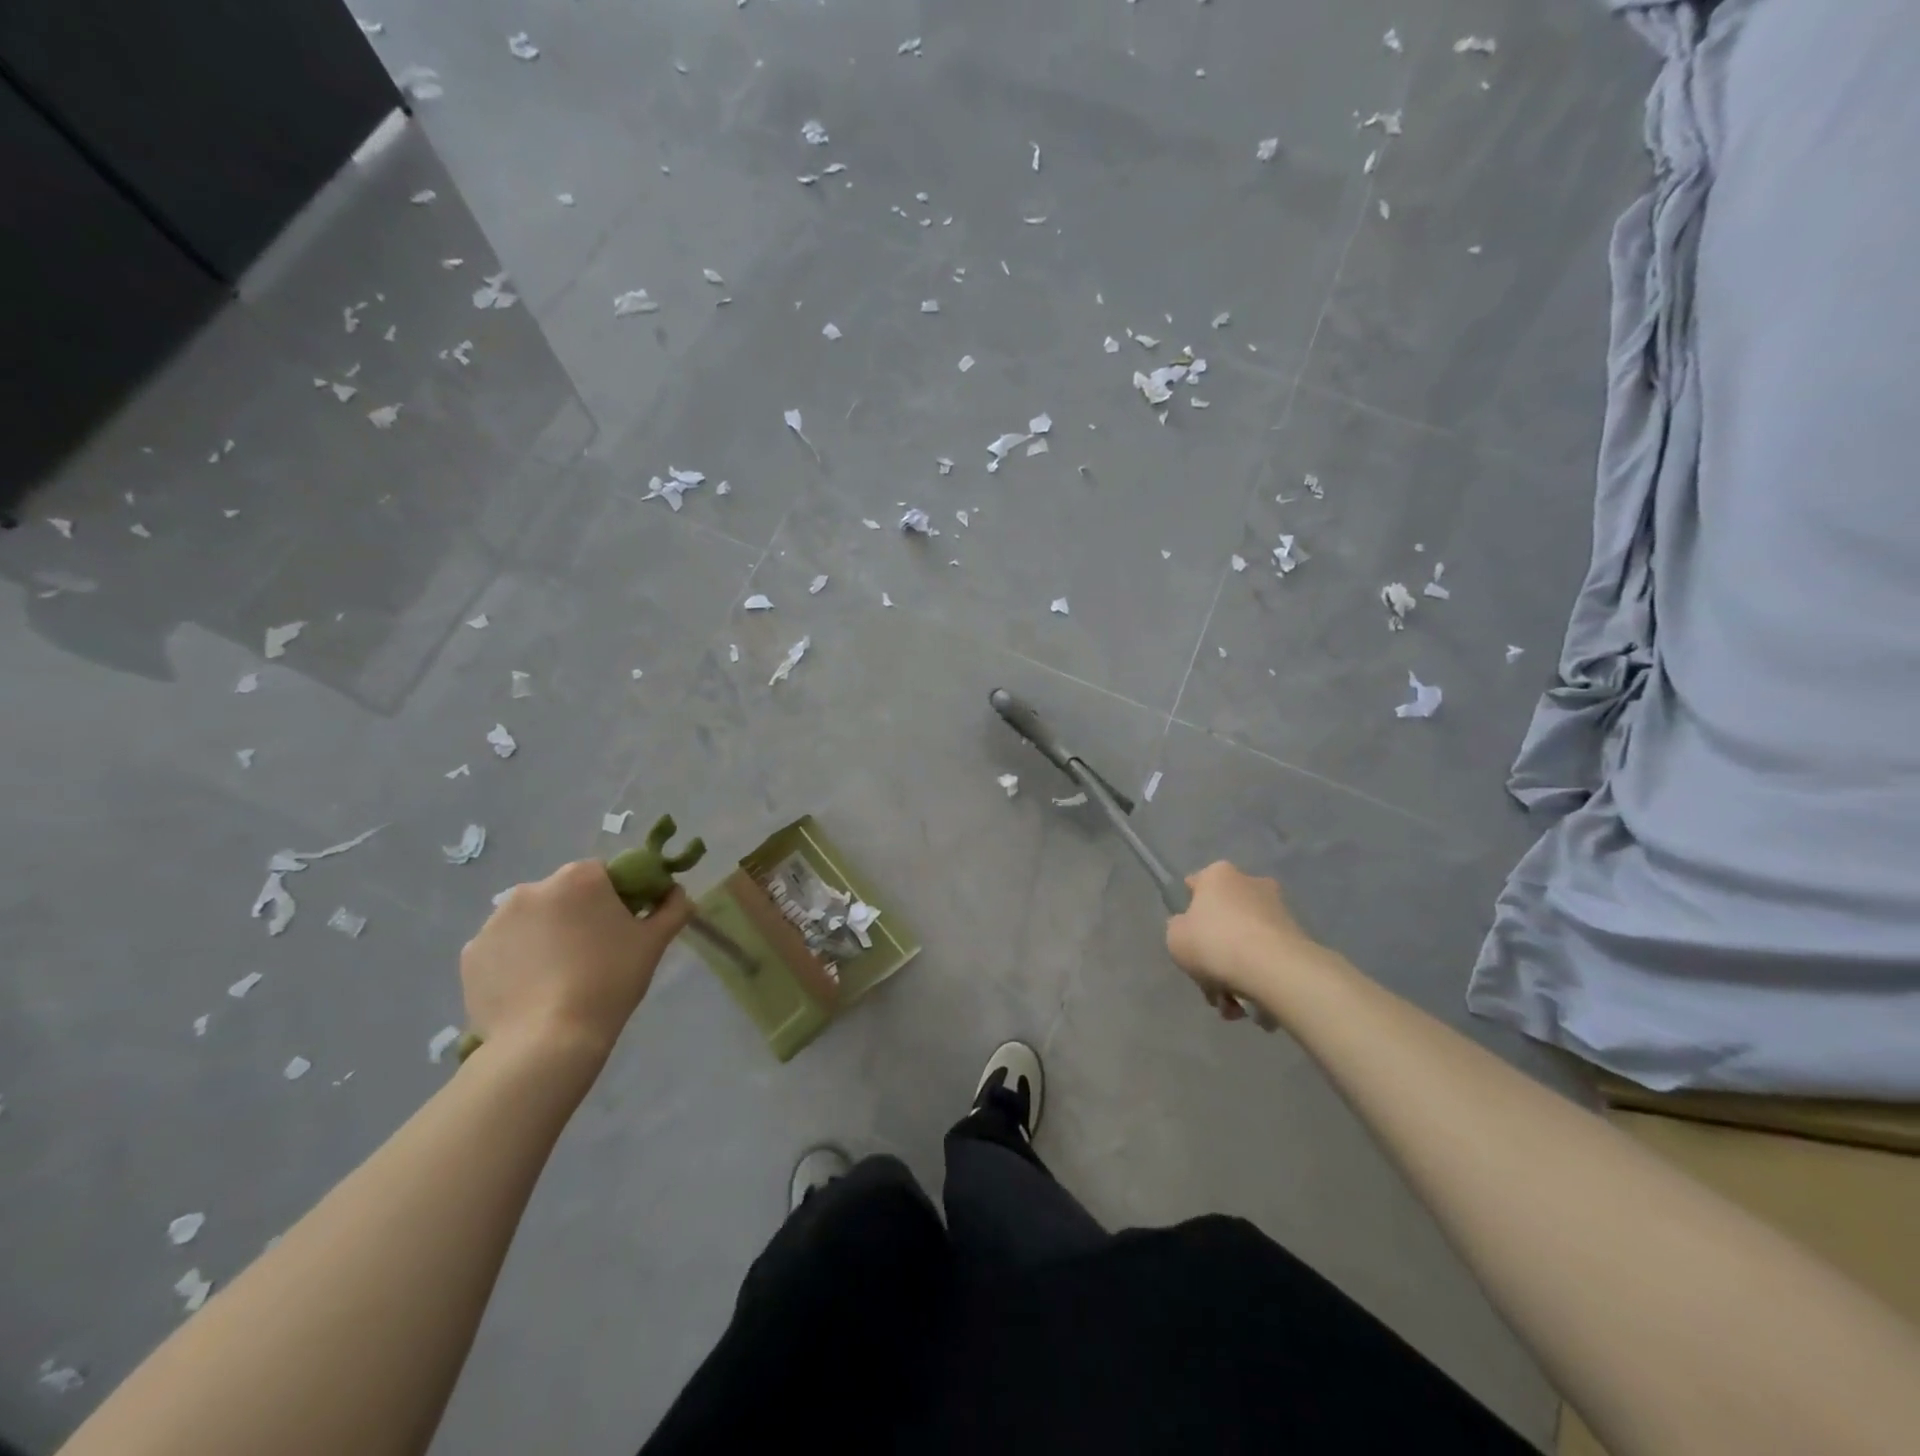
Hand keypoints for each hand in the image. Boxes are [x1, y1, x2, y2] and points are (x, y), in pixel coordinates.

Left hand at [461, 861, 694, 1063]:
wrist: (548, 1041)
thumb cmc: (610, 981)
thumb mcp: (654, 943)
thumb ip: (672, 908)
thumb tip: (678, 893)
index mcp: (578, 878)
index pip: (603, 874)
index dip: (616, 898)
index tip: (622, 928)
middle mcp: (531, 888)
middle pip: (563, 894)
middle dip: (577, 915)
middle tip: (593, 954)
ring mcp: (495, 921)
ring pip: (531, 920)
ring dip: (545, 936)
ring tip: (559, 977)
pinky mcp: (472, 954)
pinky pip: (503, 948)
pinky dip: (516, 960)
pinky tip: (532, 989)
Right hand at [1166, 861, 1322, 1018]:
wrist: (1273, 969)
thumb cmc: (1214, 943)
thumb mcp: (1175, 937)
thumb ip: (1179, 929)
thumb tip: (1193, 930)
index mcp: (1218, 875)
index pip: (1196, 885)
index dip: (1188, 911)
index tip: (1188, 938)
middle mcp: (1251, 883)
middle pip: (1223, 919)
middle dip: (1215, 953)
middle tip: (1209, 985)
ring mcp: (1278, 911)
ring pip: (1245, 943)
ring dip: (1235, 974)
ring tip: (1231, 1007)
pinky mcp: (1298, 938)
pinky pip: (1267, 959)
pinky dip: (1258, 980)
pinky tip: (1250, 1007)